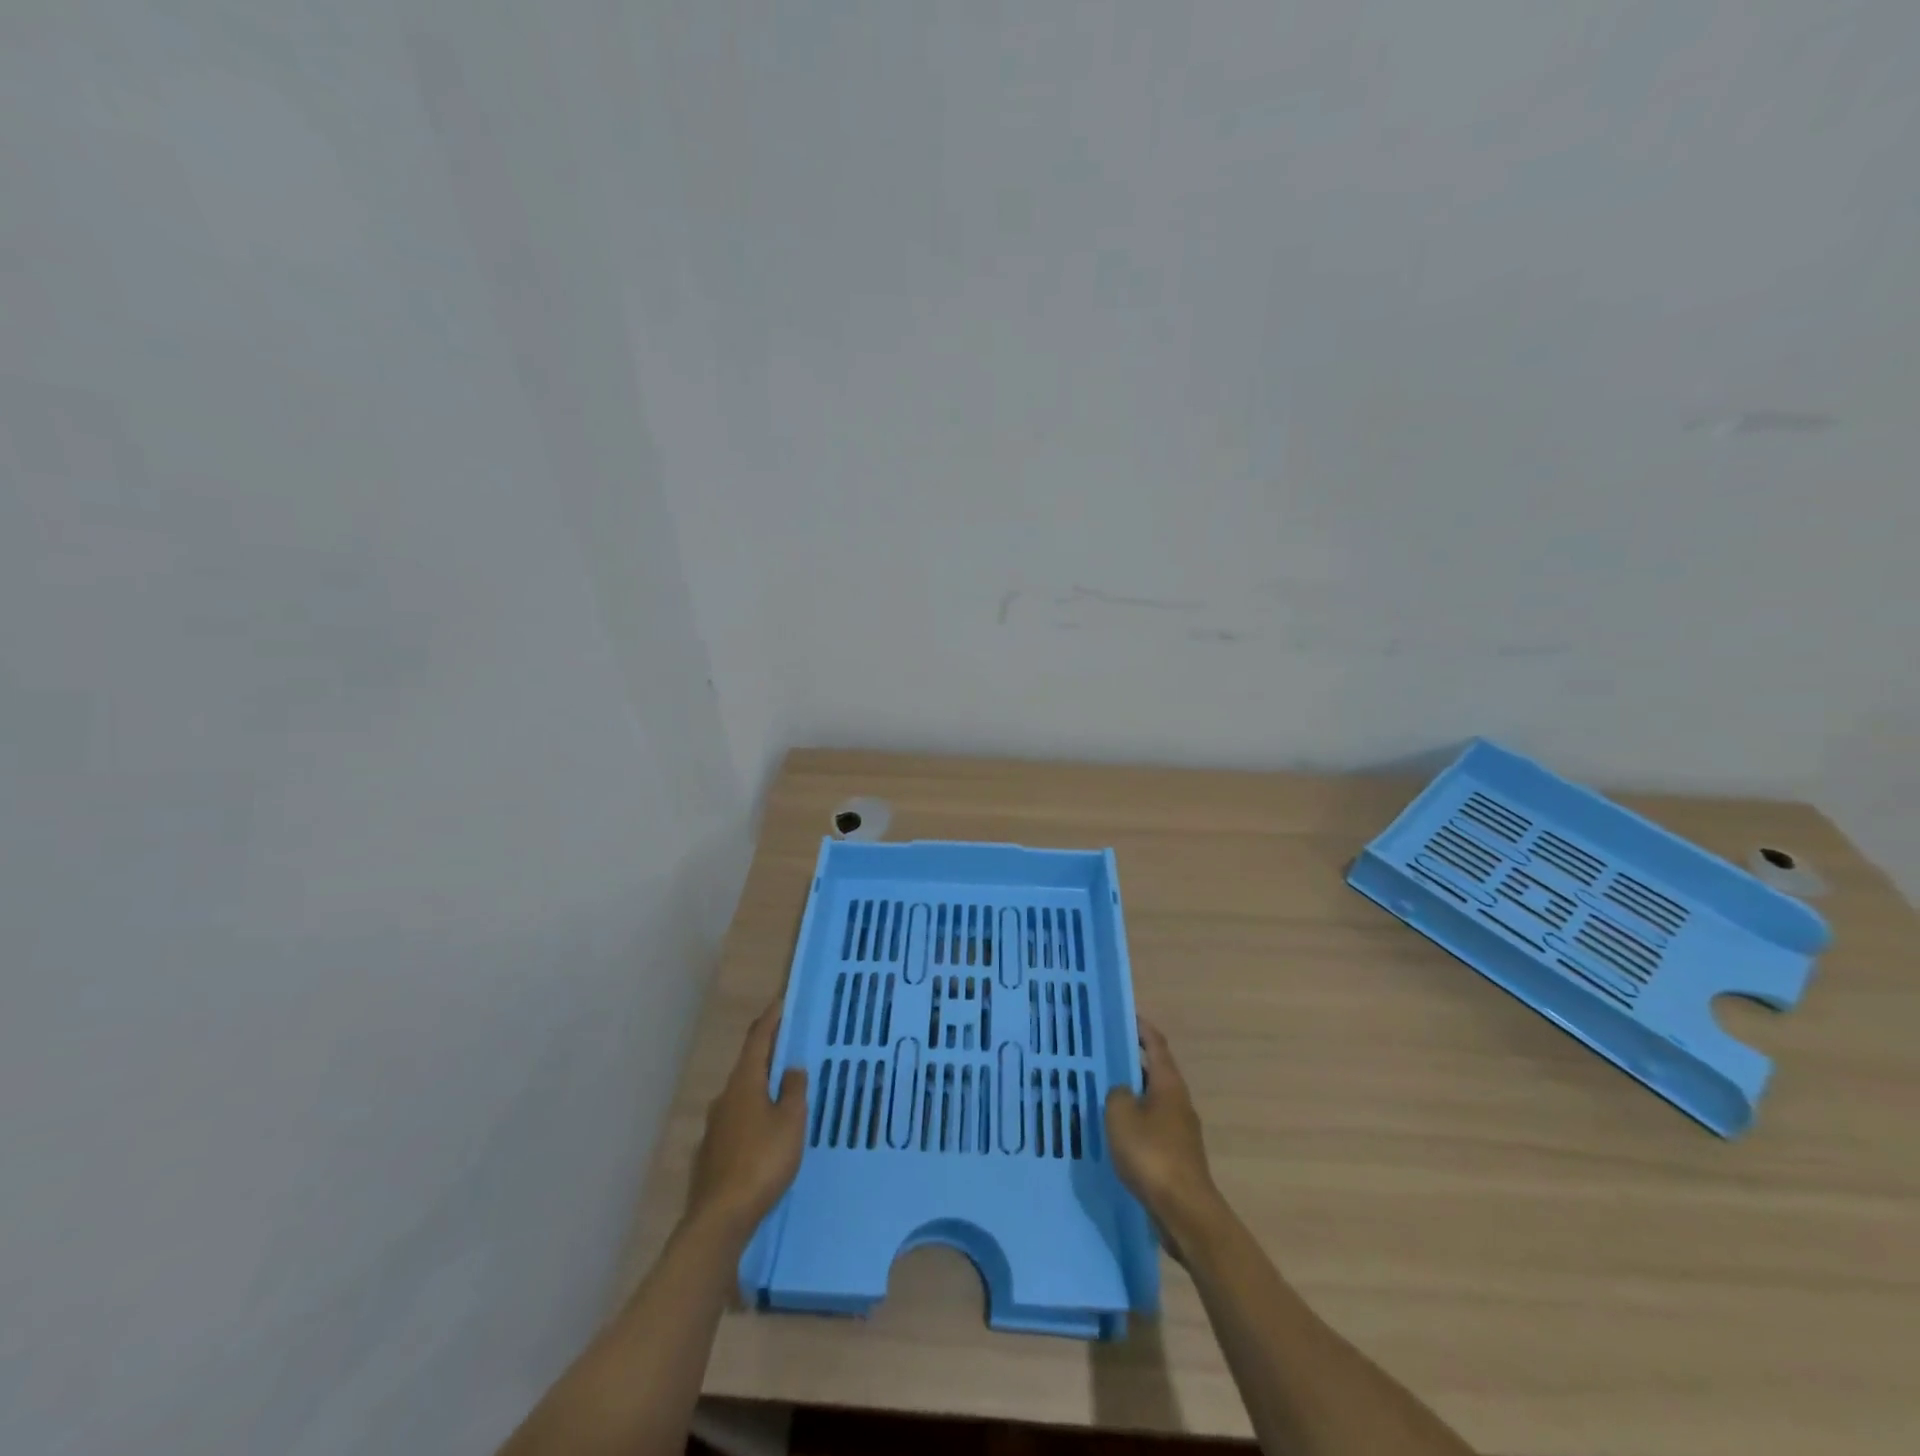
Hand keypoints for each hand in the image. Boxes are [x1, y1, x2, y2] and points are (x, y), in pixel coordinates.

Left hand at [685, 999, 807, 1240]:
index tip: (780, 1003)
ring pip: (741, 1095)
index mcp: (744, 1083)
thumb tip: (791, 1068)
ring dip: (760, 1086)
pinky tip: (764, 1130)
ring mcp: (714, 1126)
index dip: (770, 1021)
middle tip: (788, 1046)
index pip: (758, 1041)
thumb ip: (793, 1091)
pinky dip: (753, 1114)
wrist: (721, 1217)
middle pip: (748, 1066)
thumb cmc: (762, 1161)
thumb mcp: (791, 1122)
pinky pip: (737, 1120)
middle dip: (767, 1054)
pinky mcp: (712, 1153)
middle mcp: (725, 1098)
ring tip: (781, 1089)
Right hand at [1104, 1019, 1220, 1243]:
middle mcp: (1179, 1101)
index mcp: (1168, 1084)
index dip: (1141, 1028)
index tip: (1126, 1015)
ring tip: (1103, 1092)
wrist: (1184, 1211)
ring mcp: (1180, 1130)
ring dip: (1131, 1094)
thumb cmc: (1152, 1154)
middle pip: (1154, 1072)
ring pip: (1151, 1101)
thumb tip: (1122, 1092)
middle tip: (1103, 1055)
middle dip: (1131, 1062)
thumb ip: (1116, 1094)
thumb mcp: (1120, 1115)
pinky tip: (1114, 1132)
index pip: (1156, 1044)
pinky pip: (1151, 1127)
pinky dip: (1134, 1122)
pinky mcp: (1176, 1155)